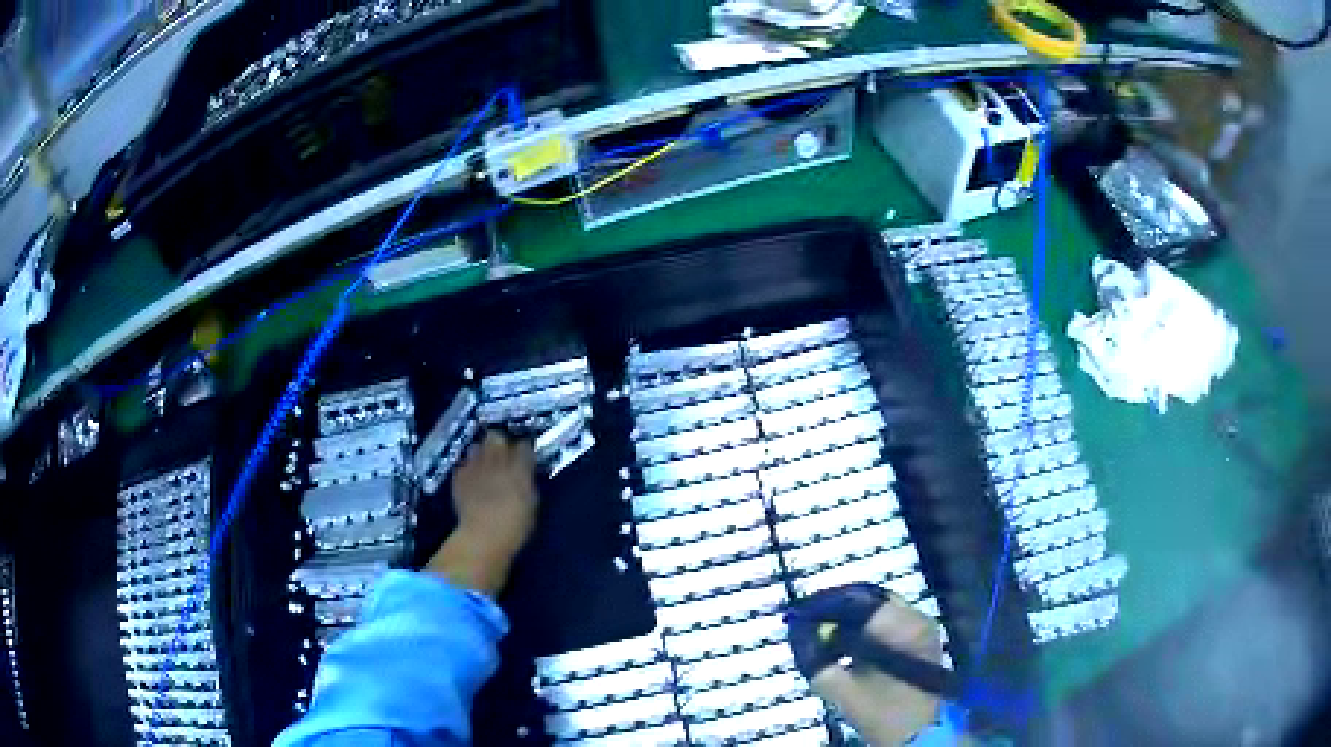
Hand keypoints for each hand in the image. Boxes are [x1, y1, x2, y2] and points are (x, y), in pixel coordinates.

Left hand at [426, 431, 537, 595]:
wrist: (483, 536)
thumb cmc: (516, 525)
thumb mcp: (531, 502)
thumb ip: (527, 481)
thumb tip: (525, 472)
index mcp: (519, 467)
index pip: (524, 444)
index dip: (524, 447)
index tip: (525, 454)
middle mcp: (496, 460)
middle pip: (496, 437)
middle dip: (500, 442)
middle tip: (503, 454)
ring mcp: (474, 466)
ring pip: (477, 447)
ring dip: (482, 453)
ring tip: (485, 465)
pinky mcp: (459, 476)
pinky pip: (464, 464)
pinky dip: (468, 469)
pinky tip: (471, 480)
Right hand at [788, 584, 945, 744]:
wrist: (918, 731)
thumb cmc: (881, 711)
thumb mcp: (840, 689)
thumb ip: (814, 658)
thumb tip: (798, 632)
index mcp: (900, 627)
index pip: (855, 601)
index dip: (823, 605)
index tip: (798, 615)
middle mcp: (916, 618)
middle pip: (868, 600)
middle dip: (836, 610)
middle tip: (809, 622)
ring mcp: (923, 626)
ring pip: (878, 609)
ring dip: (850, 619)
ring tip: (823, 637)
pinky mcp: (923, 637)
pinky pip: (889, 620)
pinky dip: (866, 628)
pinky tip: (846, 645)